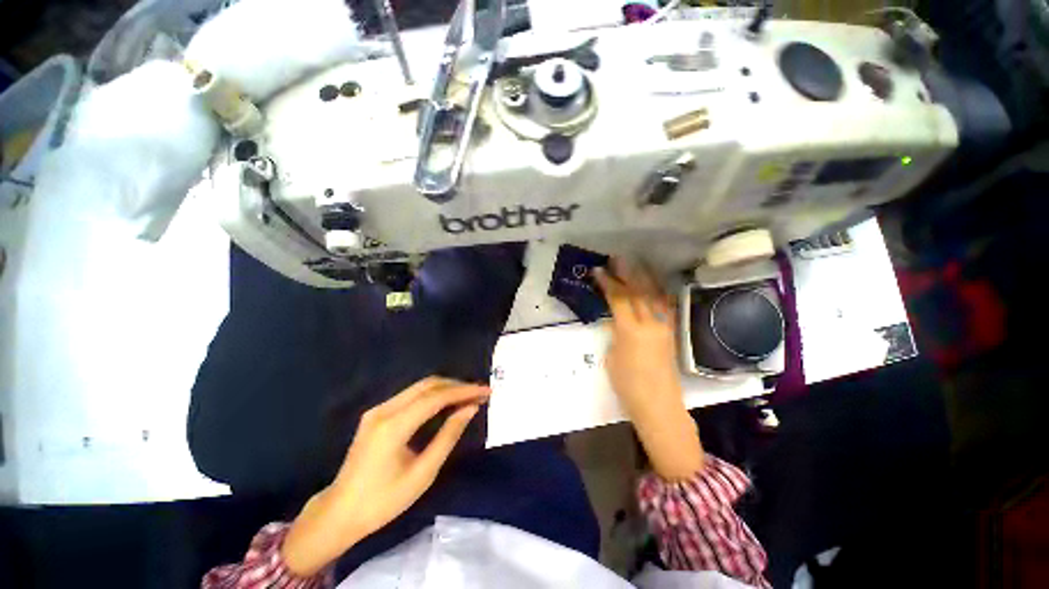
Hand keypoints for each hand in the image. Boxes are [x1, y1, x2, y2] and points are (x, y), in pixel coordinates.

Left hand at [281, 377, 488, 576]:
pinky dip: (433, 395)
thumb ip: (448, 436)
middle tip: (479, 392)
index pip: (436, 397)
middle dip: (457, 385)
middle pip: (428, 385)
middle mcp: (384, 409)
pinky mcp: (377, 414)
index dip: (464, 391)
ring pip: (419, 387)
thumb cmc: (383, 501)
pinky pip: (411, 395)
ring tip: (468, 396)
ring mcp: (378, 409)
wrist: (339, 513)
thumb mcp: (423, 473)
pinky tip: (446, 402)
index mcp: (393, 426)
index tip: (486, 391)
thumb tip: (470, 409)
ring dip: (446, 388)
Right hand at [594, 259, 703, 479]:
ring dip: (644, 277)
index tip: (598, 271)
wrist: (658, 404)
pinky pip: (665, 305)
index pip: (618, 298)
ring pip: (654, 294)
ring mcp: (664, 326)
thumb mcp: (611, 356)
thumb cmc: (628, 385)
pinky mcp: (671, 331)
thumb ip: (615, 333)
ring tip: (636, 263)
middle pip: (638, 291)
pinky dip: (658, 291)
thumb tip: (616, 319)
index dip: (607, 283)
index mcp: (630, 330)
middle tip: (617, 258)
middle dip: (626, 272)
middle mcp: (650, 323)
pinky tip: (654, 284)